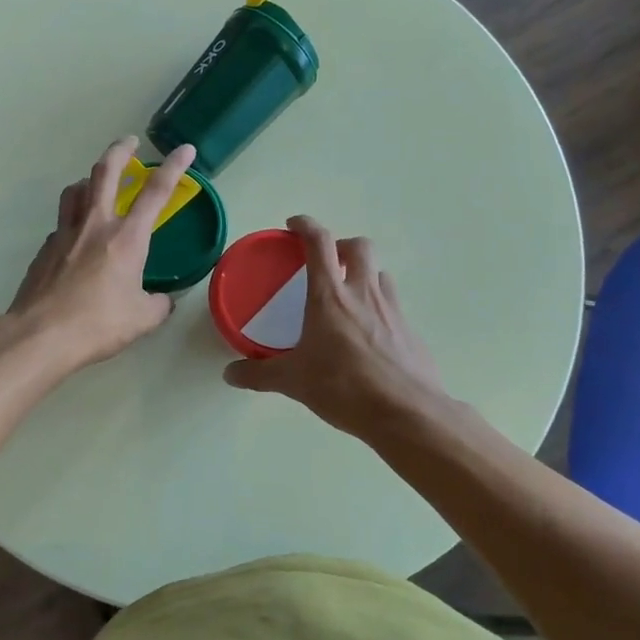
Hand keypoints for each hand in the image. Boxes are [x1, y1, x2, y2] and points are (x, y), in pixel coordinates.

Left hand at [6, 137, 197, 372]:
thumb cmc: (98, 324)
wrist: (40, 335)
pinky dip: (73, 220)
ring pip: (75, 190)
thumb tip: (162, 300)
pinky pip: (62, 224)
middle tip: (130, 142)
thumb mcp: (142, 319)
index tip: (185, 149)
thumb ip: (158, 304)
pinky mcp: (45, 249)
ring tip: (96, 184)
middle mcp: (95, 225)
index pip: (156, 192)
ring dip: (89, 179)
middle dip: (120, 150)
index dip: (173, 167)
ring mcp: (65, 234)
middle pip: (105, 172)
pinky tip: (76, 239)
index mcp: (127, 238)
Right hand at [223, 217, 448, 438]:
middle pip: (359, 246)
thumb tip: (229, 374)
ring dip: (364, 275)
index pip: (318, 243)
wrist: (407, 413)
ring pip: (380, 273)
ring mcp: (392, 310)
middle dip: (342, 246)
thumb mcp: (294, 382)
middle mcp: (363, 293)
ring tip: (348, 298)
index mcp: (330, 296)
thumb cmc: (344, 387)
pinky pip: (393, 305)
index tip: (293, 226)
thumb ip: (259, 375)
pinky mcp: (410, 331)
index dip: (305, 225)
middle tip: (327, 264)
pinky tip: (368, 336)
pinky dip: (379, 308)